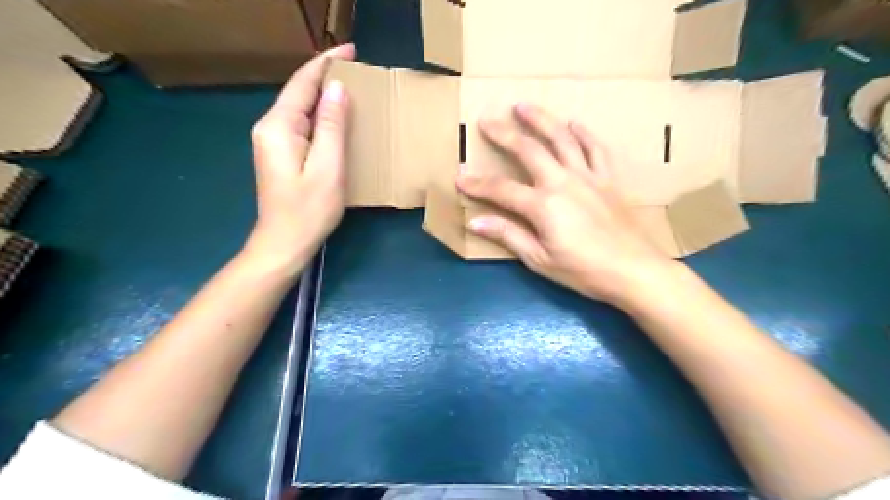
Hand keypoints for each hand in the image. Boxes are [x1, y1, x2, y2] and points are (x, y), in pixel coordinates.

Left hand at [242, 43, 357, 276]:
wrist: (283, 244)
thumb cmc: (308, 210)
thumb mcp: (328, 168)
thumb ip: (331, 126)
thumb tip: (337, 88)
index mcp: (278, 126)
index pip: (303, 83)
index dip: (326, 63)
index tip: (351, 50)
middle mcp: (269, 128)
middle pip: (298, 93)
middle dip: (325, 76)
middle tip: (357, 69)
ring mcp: (272, 142)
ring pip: (300, 108)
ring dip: (323, 95)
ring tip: (351, 88)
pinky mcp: (279, 155)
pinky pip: (301, 125)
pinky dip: (320, 115)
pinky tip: (336, 117)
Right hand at [458, 104, 682, 308]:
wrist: (634, 271)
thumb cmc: (584, 271)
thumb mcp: (540, 260)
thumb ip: (508, 236)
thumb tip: (475, 222)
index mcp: (543, 205)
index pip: (501, 189)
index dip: (477, 183)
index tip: (459, 176)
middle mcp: (563, 182)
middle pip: (528, 150)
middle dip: (504, 134)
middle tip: (487, 120)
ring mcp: (589, 176)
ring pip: (562, 138)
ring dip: (541, 120)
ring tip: (524, 105)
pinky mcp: (609, 179)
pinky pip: (596, 148)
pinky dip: (585, 133)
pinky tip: (575, 123)